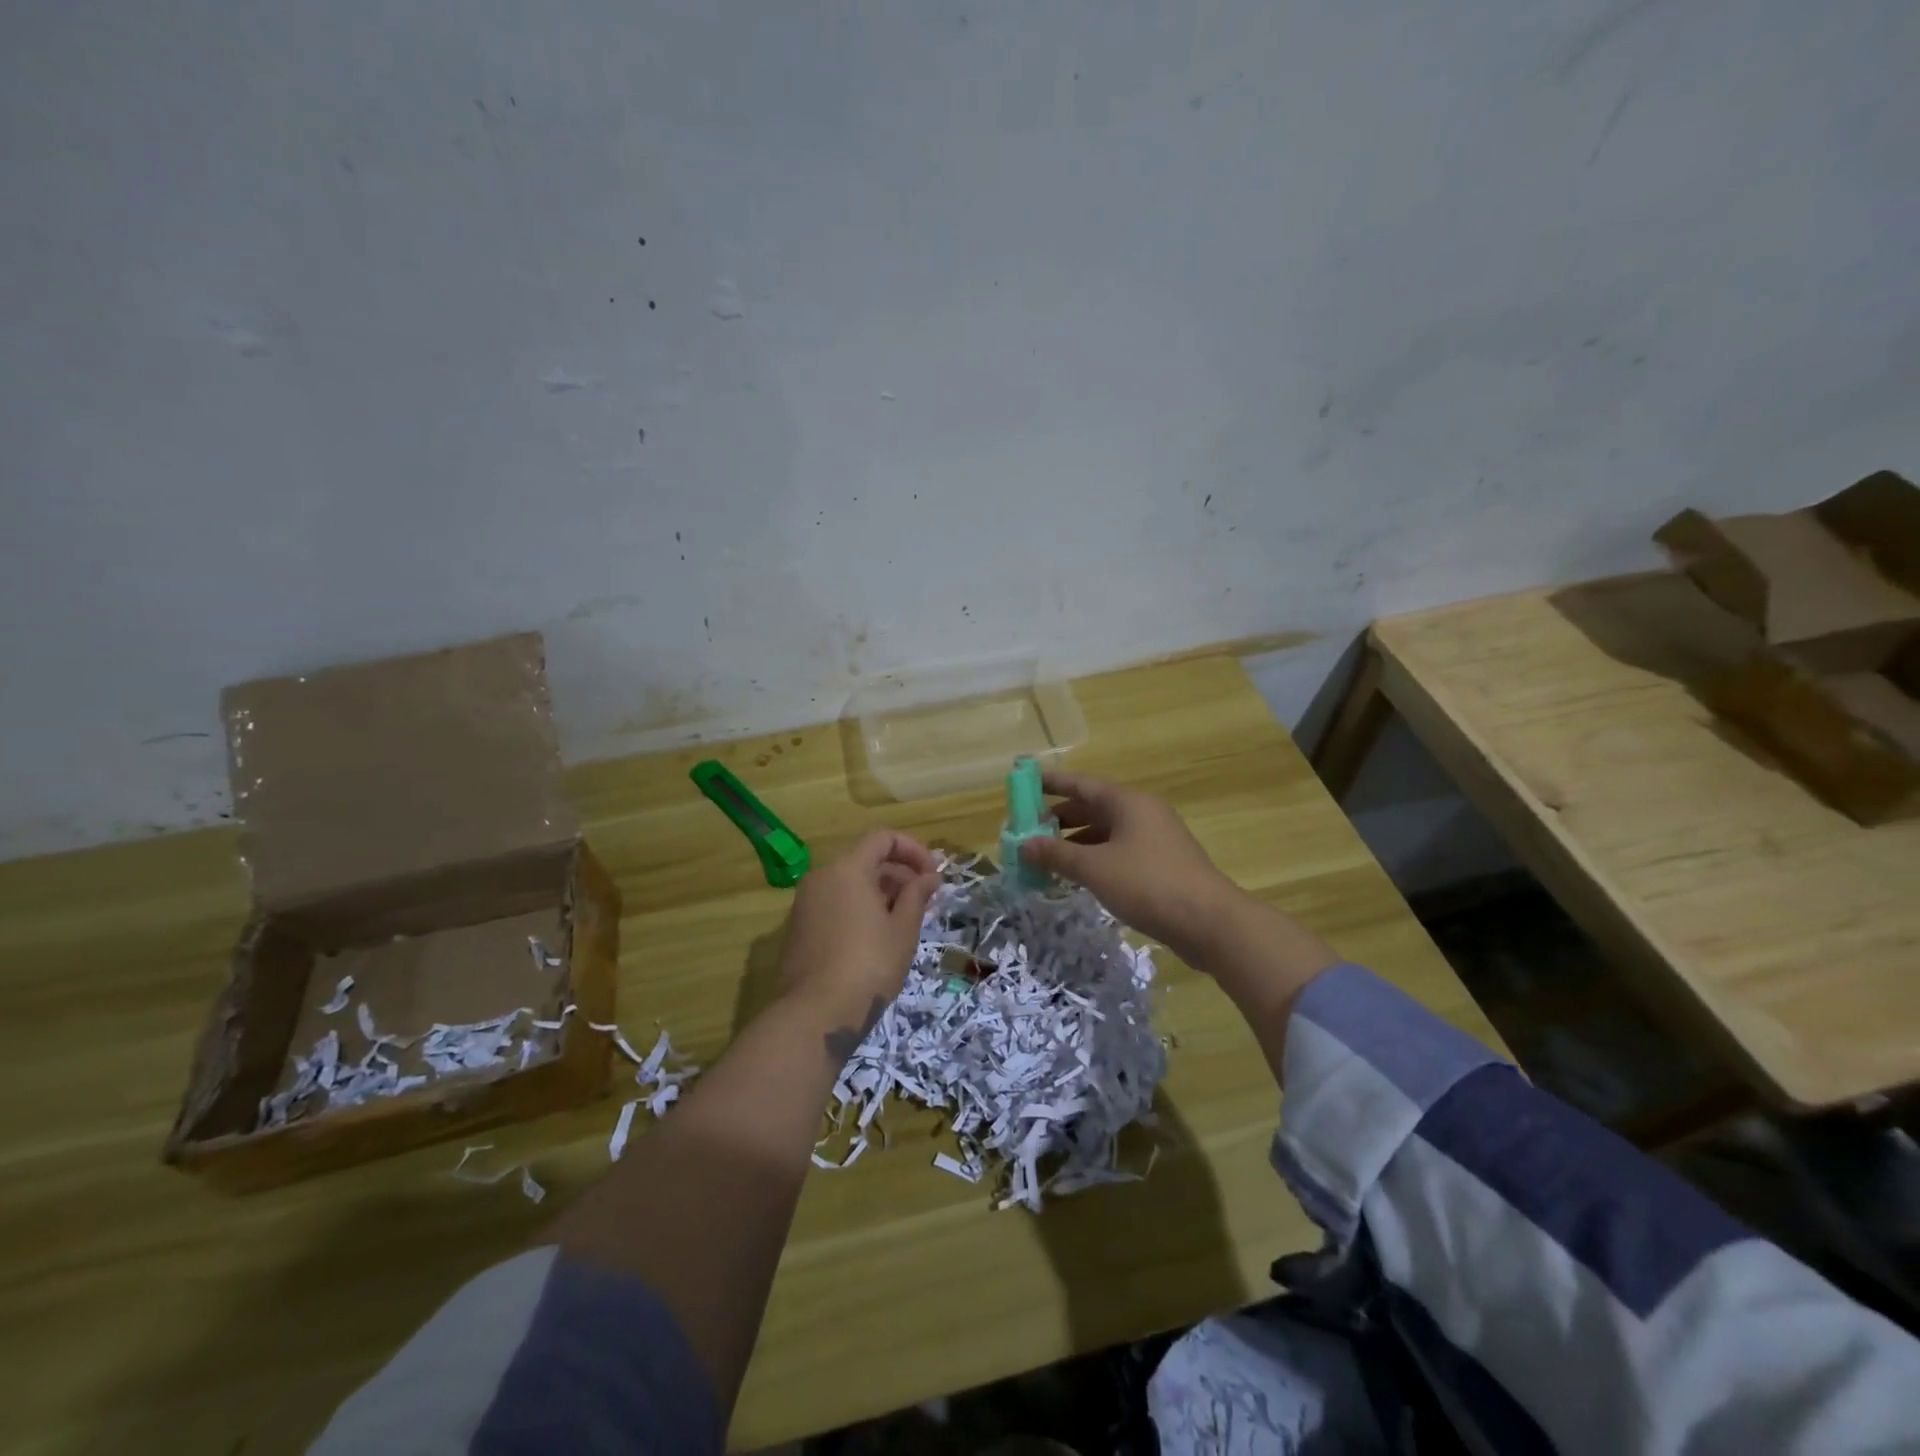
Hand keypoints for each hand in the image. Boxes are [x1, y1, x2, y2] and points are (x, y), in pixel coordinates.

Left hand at [777, 829, 940, 1053]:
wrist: (814, 1015)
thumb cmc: (868, 966)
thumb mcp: (903, 930)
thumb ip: (917, 895)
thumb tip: (930, 877)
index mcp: (847, 869)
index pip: (883, 838)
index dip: (913, 851)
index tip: (933, 877)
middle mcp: (821, 877)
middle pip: (866, 860)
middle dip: (899, 875)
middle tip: (924, 903)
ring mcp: (805, 903)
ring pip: (849, 884)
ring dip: (880, 894)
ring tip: (904, 923)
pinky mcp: (798, 929)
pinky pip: (835, 904)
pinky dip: (858, 909)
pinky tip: (876, 939)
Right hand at [1017, 771, 1236, 962]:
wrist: (1209, 921)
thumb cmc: (1147, 883)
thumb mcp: (1094, 868)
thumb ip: (1057, 854)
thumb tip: (1024, 844)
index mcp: (1127, 802)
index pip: (1081, 783)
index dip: (1051, 782)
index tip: (1024, 783)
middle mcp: (1142, 813)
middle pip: (1093, 807)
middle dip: (1060, 817)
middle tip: (1028, 829)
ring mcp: (1154, 839)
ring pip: (1106, 832)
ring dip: (1075, 842)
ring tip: (1046, 856)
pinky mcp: (1161, 864)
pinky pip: (1119, 852)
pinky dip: (1095, 858)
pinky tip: (1078, 876)